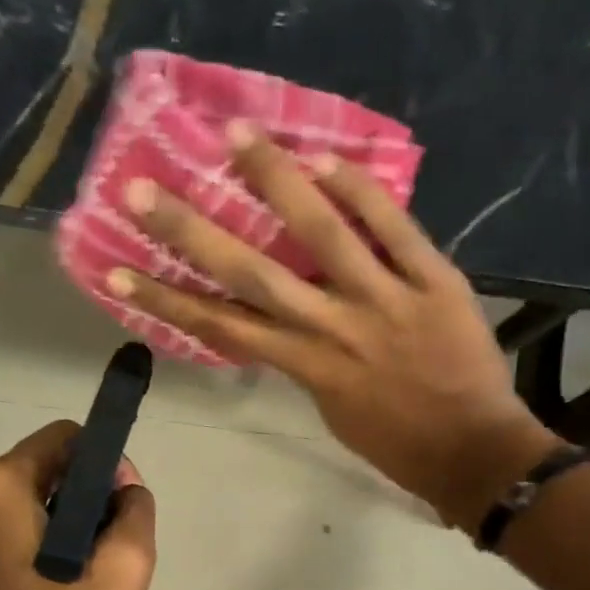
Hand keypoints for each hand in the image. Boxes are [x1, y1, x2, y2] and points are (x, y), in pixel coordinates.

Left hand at [0, 420, 155, 589]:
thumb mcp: (122, 577)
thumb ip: (135, 515)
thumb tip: (125, 490)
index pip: (66, 439)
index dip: (107, 466)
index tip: (125, 513)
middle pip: (47, 474)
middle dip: (89, 504)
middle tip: (112, 560)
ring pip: (31, 511)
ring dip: (69, 535)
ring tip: (90, 588)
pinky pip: (12, 542)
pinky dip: (43, 556)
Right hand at [106, 125, 558, 526]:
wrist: (473, 454)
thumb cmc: (396, 444)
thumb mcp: (333, 410)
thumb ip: (304, 361)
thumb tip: (284, 320)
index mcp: (304, 367)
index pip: (221, 326)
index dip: (164, 298)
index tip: (116, 270)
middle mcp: (333, 328)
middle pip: (251, 274)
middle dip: (189, 232)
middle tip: (142, 189)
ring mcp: (385, 300)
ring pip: (322, 233)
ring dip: (275, 180)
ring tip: (236, 135)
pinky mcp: (436, 281)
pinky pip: (395, 228)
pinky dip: (362, 192)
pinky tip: (326, 158)